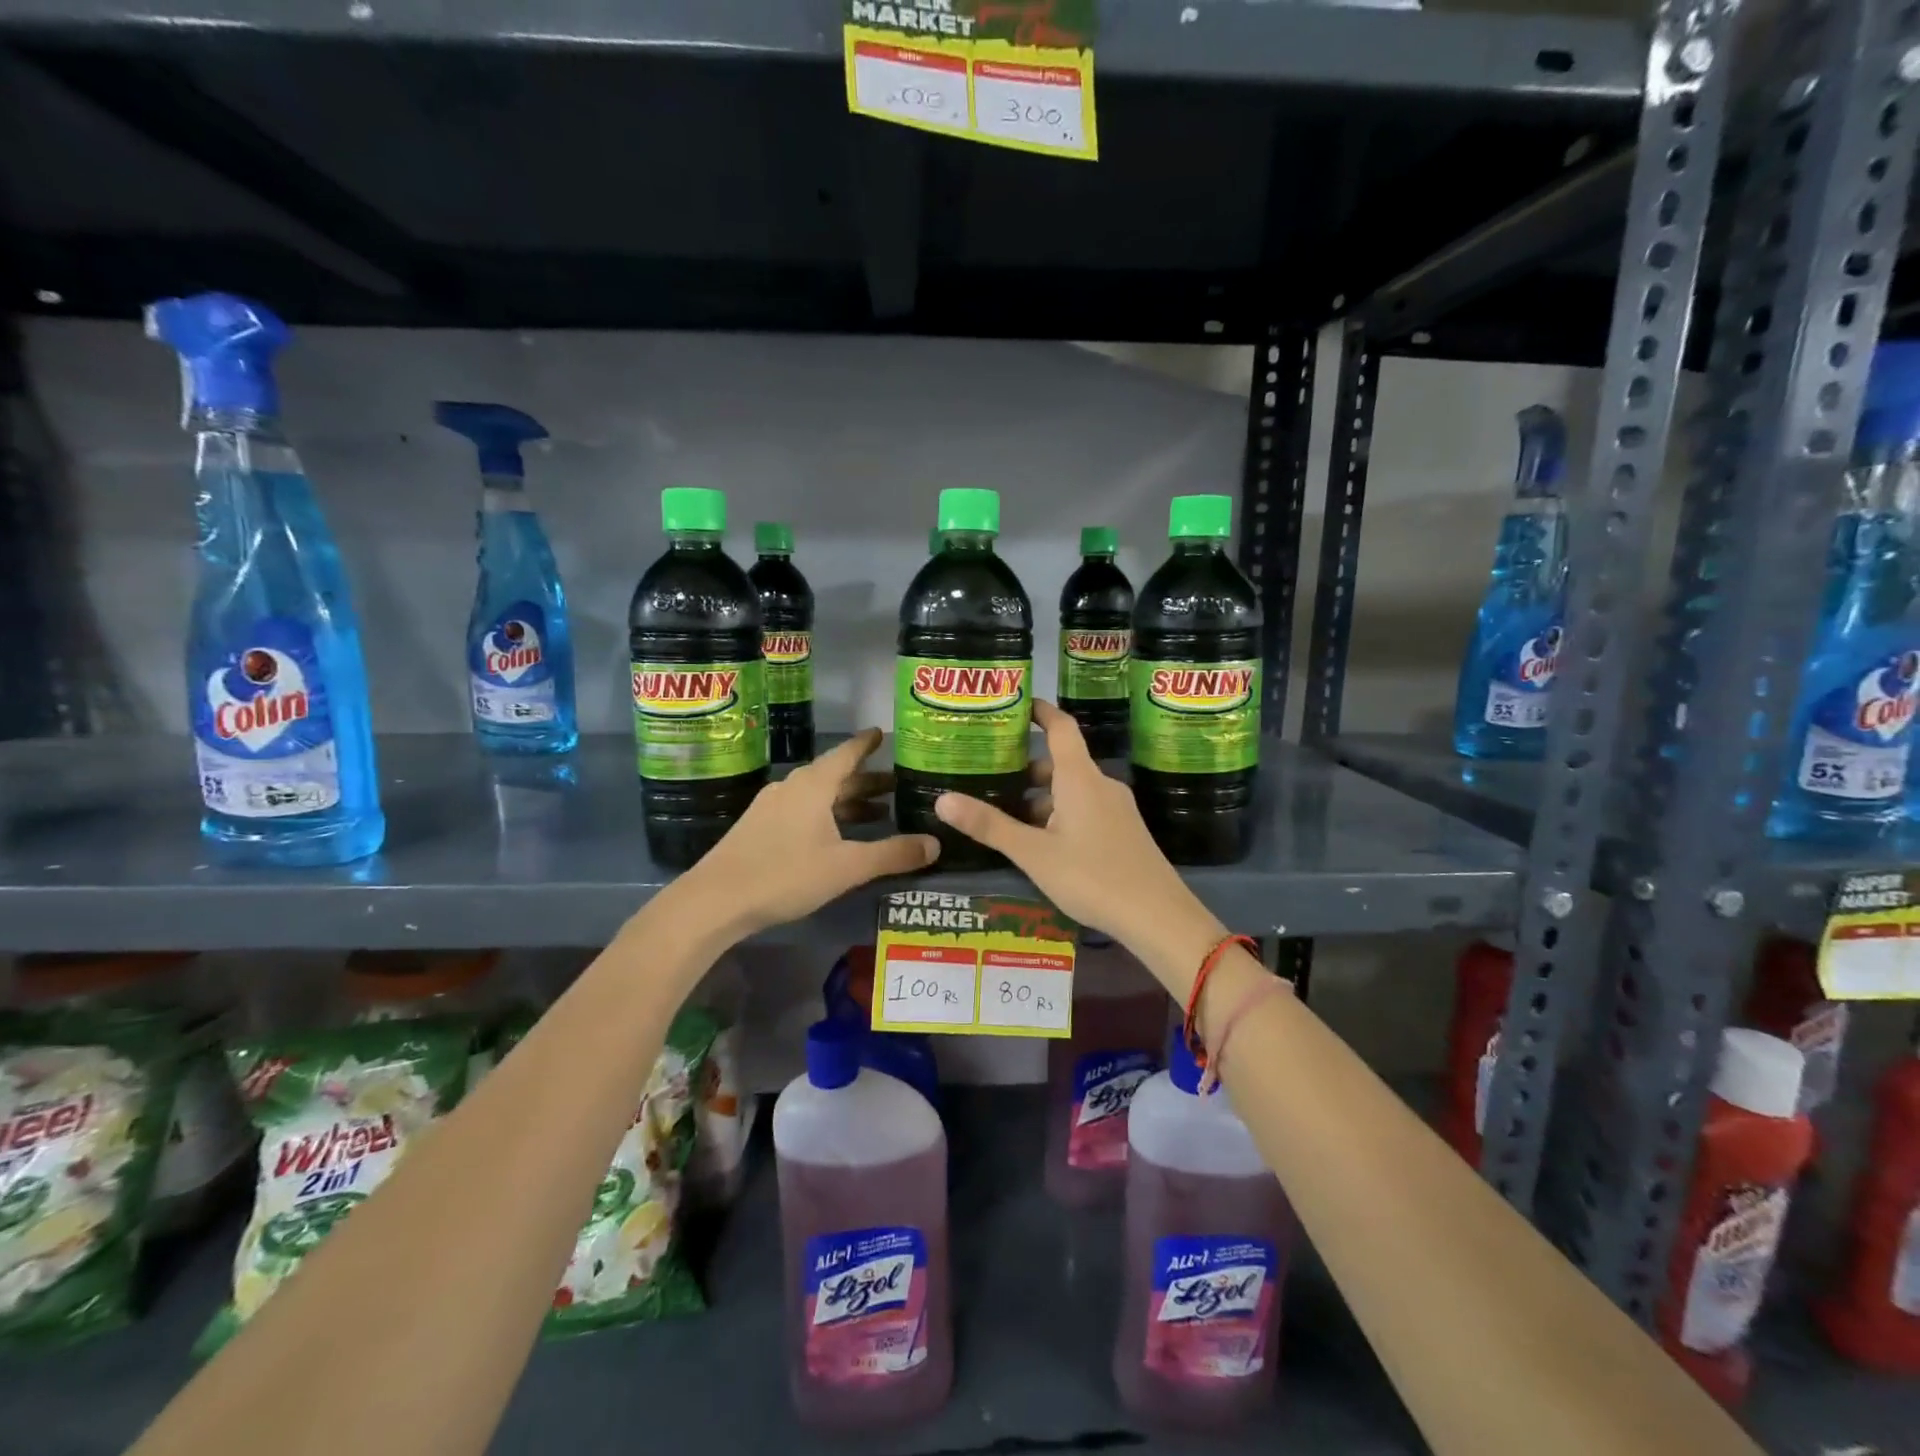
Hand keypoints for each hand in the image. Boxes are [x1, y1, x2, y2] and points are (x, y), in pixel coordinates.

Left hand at [686, 728, 938, 935]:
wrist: (715, 901)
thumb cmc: (785, 874)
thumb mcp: (846, 867)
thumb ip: (892, 854)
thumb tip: (935, 843)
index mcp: (813, 786)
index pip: (847, 753)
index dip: (867, 744)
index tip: (883, 733)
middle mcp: (792, 788)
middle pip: (835, 776)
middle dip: (866, 780)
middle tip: (898, 785)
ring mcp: (771, 808)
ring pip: (818, 797)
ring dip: (847, 802)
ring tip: (877, 813)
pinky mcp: (759, 829)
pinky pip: (803, 811)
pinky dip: (827, 816)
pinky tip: (837, 837)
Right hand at [933, 701, 1200, 950]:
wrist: (1157, 917)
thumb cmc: (1092, 876)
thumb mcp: (1033, 853)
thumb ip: (990, 826)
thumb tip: (941, 799)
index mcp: (1079, 778)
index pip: (1061, 727)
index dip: (1039, 711)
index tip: (1014, 703)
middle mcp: (1100, 785)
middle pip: (1060, 763)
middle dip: (1025, 768)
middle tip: (988, 774)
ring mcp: (1115, 809)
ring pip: (1071, 791)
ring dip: (1041, 798)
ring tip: (1004, 814)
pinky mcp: (1122, 832)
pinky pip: (1084, 810)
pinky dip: (1058, 815)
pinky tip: (1040, 843)